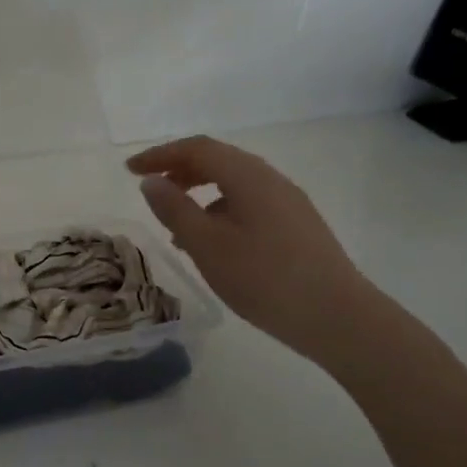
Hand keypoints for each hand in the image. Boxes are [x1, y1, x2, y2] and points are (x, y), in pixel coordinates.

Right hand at [127, 136, 382, 366]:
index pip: (198, 149)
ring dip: (199, 193)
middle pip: (219, 161)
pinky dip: (220, 211)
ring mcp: (288, 203)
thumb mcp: (207, 246)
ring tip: (175, 225)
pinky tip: (212, 244)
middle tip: (150, 191)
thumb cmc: (265, 279)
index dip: (160, 155)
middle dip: (179, 170)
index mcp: (249, 177)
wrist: (337, 317)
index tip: (129, 170)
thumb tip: (152, 182)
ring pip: (234, 184)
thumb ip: (175, 210)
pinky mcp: (297, 226)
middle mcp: (271, 180)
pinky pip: (248, 204)